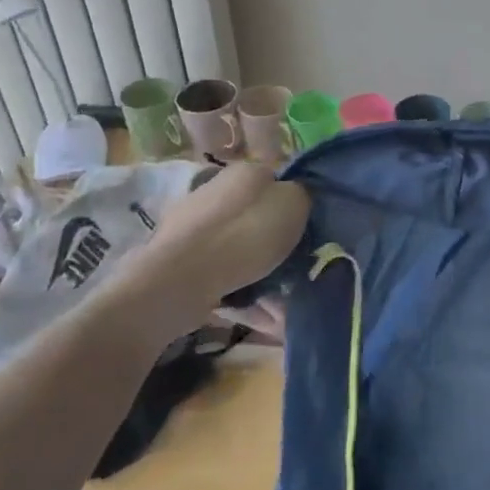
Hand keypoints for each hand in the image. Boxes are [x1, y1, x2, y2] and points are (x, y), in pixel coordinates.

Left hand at [125, 162, 310, 304]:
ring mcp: (193, 228)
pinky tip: (262, 317)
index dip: (295, 206)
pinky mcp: (180, 262)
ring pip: (240, 251)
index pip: (277, 181)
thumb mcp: (294, 204)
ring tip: (284, 306)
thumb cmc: (245, 235)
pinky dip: (243, 294)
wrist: (181, 280)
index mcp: (244, 172)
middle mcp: (216, 192)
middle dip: (277, 245)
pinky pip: (222, 276)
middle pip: (257, 218)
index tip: (309, 232)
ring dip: (263, 275)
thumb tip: (293, 199)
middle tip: (299, 270)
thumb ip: (301, 196)